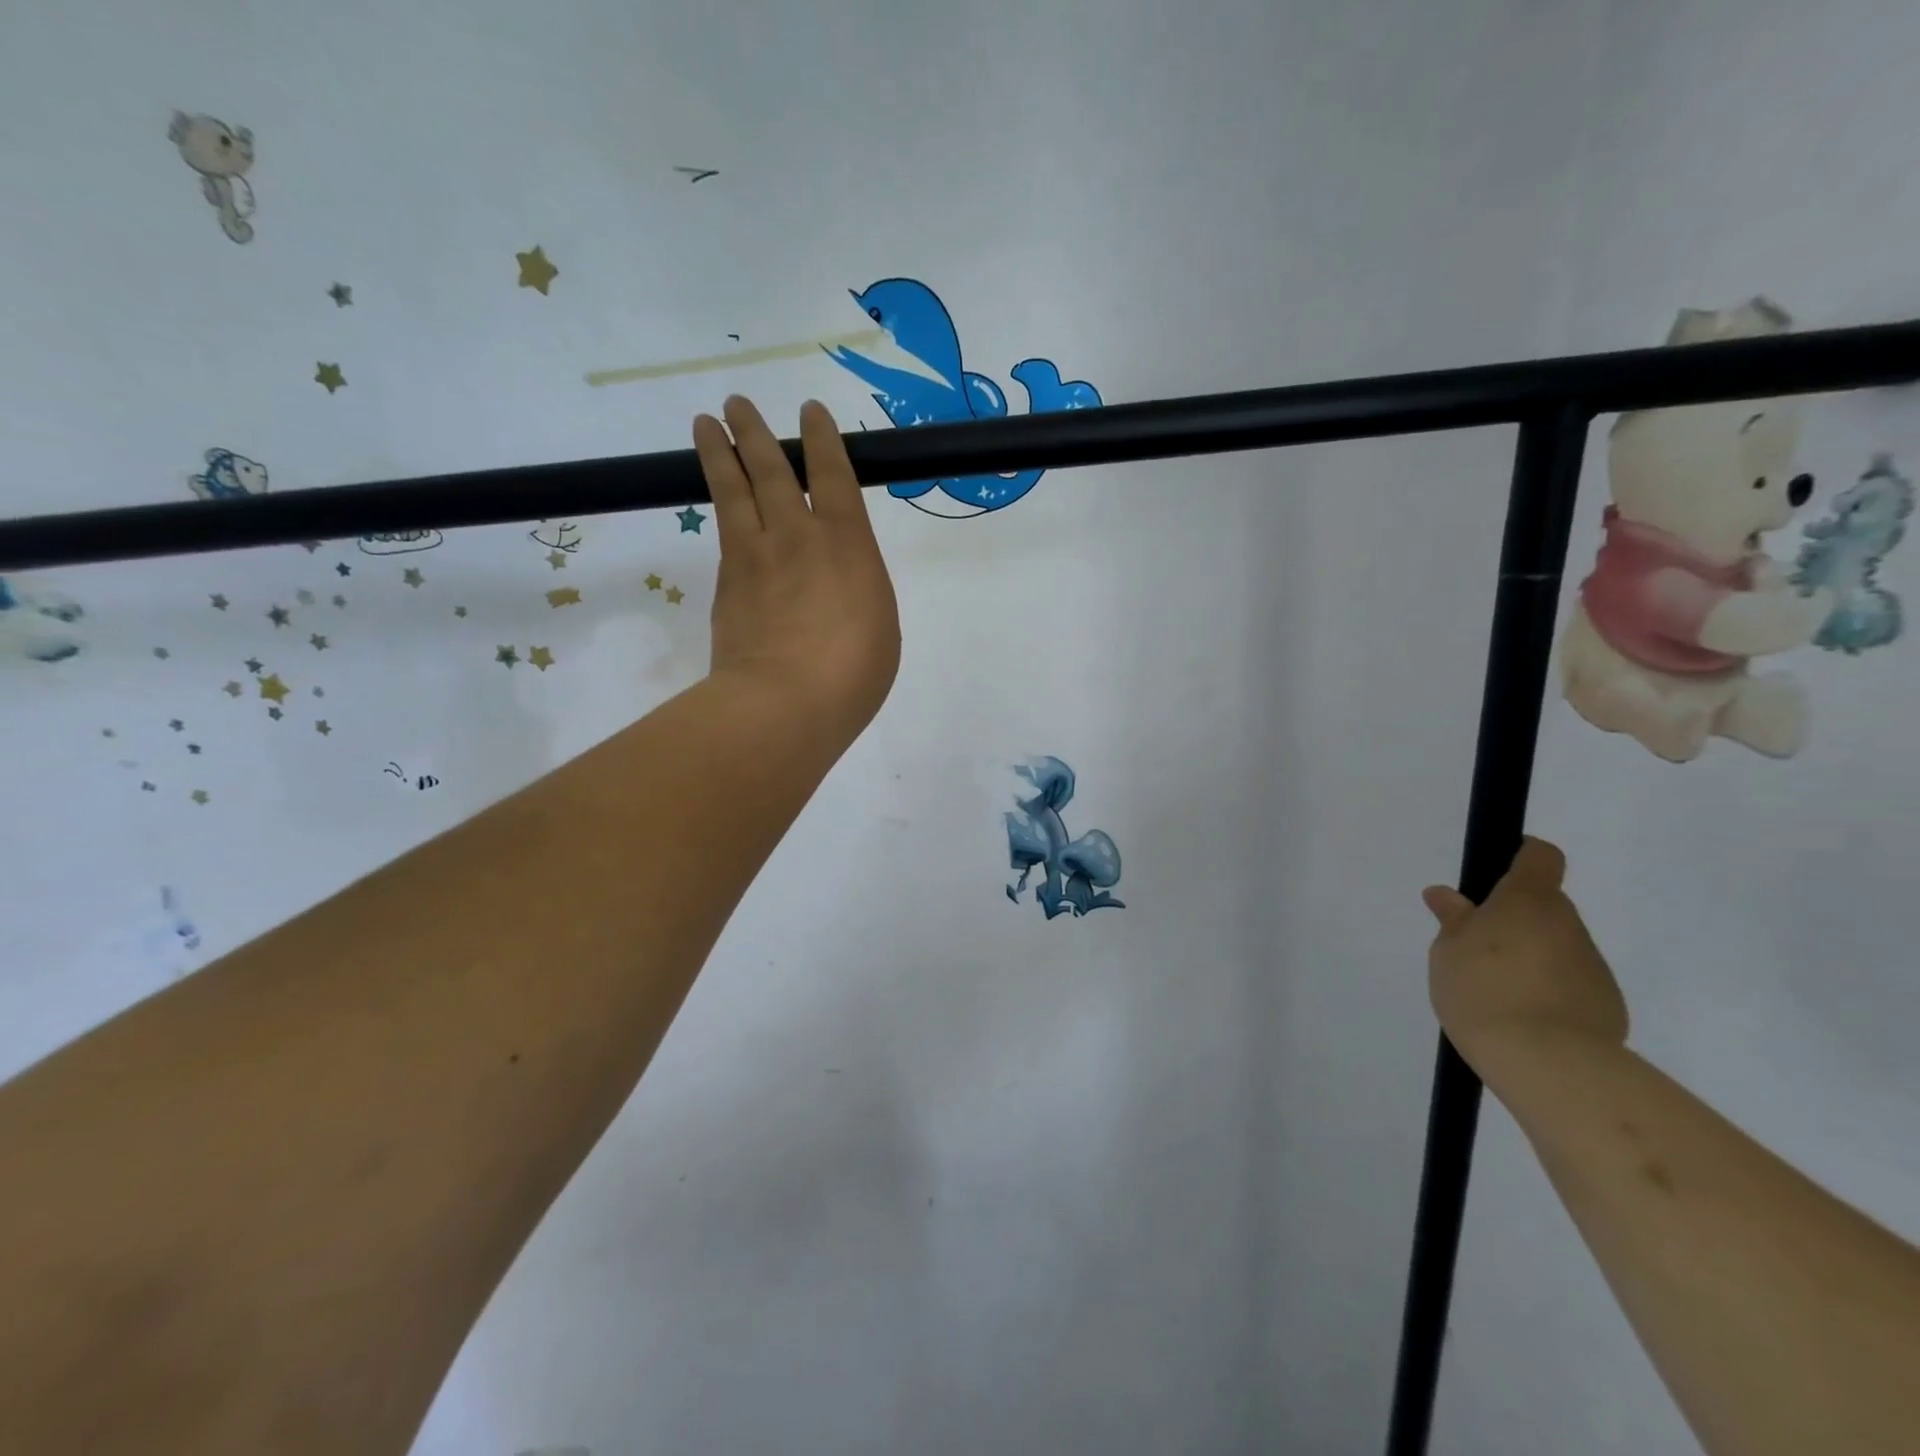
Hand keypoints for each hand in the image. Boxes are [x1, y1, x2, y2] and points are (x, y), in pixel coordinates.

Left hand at [692, 395, 901, 747]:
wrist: (783, 704)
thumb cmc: (853, 672)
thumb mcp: (881, 626)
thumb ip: (858, 589)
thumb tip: (836, 583)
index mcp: (847, 543)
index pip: (833, 474)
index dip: (822, 439)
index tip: (810, 412)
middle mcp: (797, 536)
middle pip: (772, 470)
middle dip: (755, 433)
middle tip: (736, 404)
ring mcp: (755, 557)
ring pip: (735, 491)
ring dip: (720, 454)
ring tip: (704, 424)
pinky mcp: (727, 585)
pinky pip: (724, 533)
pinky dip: (721, 509)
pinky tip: (719, 503)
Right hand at [1420, 837, 1627, 1074]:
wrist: (1547, 1062)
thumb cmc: (1484, 989)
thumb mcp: (1449, 950)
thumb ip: (1453, 920)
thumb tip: (1445, 895)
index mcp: (1528, 900)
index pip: (1538, 856)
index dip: (1521, 855)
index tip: (1496, 870)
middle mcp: (1568, 924)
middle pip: (1544, 907)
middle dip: (1514, 920)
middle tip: (1477, 948)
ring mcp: (1592, 966)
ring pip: (1556, 947)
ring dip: (1530, 957)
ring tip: (1496, 991)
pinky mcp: (1606, 1004)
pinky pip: (1570, 984)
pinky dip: (1548, 991)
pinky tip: (1522, 1017)